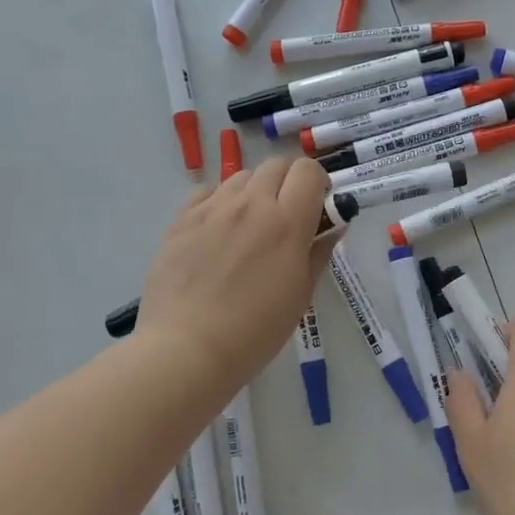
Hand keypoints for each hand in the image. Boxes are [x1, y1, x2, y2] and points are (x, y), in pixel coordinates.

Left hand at [137, 156, 338, 392]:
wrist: (186, 350)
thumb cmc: (255, 330)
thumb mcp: (301, 294)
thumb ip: (319, 252)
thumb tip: (334, 226)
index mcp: (286, 222)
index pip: (308, 171)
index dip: (318, 182)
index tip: (317, 205)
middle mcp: (250, 204)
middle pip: (275, 164)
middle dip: (288, 182)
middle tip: (287, 214)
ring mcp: (212, 209)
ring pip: (241, 176)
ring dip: (254, 191)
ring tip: (250, 225)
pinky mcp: (181, 220)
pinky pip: (206, 193)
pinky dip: (219, 202)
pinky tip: (218, 231)